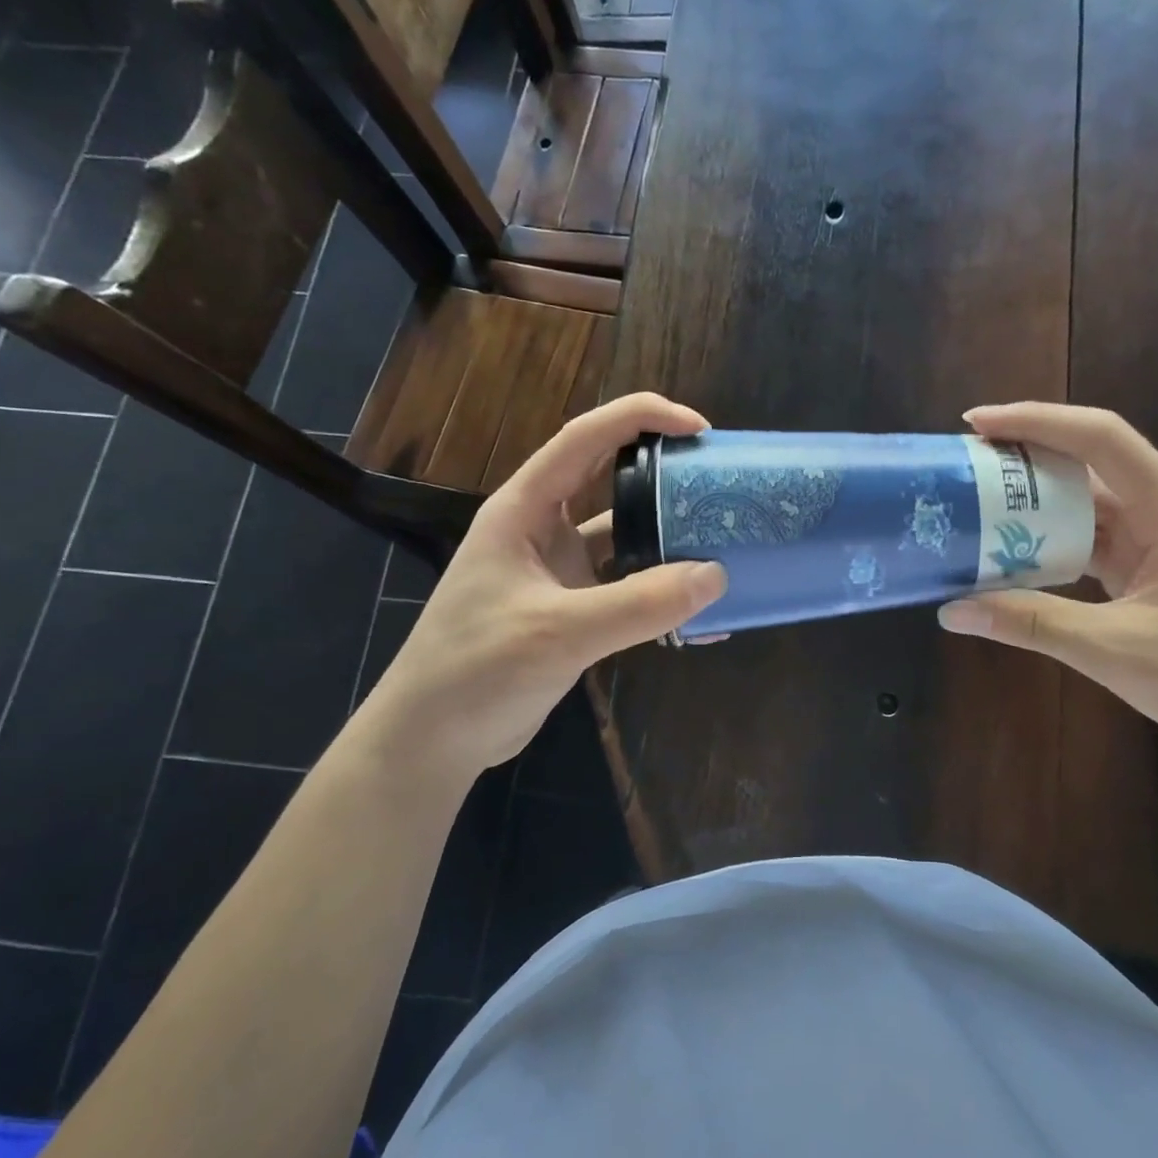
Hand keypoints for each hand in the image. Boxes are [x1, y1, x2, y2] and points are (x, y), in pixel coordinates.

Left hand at [359, 394, 726, 778]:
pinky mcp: (574, 610)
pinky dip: (663, 594)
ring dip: (670, 537)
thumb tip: (716, 575)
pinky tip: (703, 612)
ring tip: (723, 540)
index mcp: (525, 509)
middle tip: (719, 478)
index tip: (698, 427)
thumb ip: (639, 604)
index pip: (584, 438)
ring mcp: (560, 571)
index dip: (641, 418)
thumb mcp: (559, 632)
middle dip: (664, 472)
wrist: (433, 740)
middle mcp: (544, 530)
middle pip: (610, 479)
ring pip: (625, 536)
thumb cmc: (476, 670)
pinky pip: (629, 588)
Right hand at [936, 403, 1157, 774]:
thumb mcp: (1115, 651)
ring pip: (1086, 503)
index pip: (1101, 439)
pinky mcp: (1149, 570)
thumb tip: (952, 610)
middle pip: (1089, 462)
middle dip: (1025, 457)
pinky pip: (1090, 540)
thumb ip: (1031, 623)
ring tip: (975, 504)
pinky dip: (1049, 542)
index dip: (1037, 421)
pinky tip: (1011, 553)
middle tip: (964, 465)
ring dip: (1034, 503)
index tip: (977, 423)